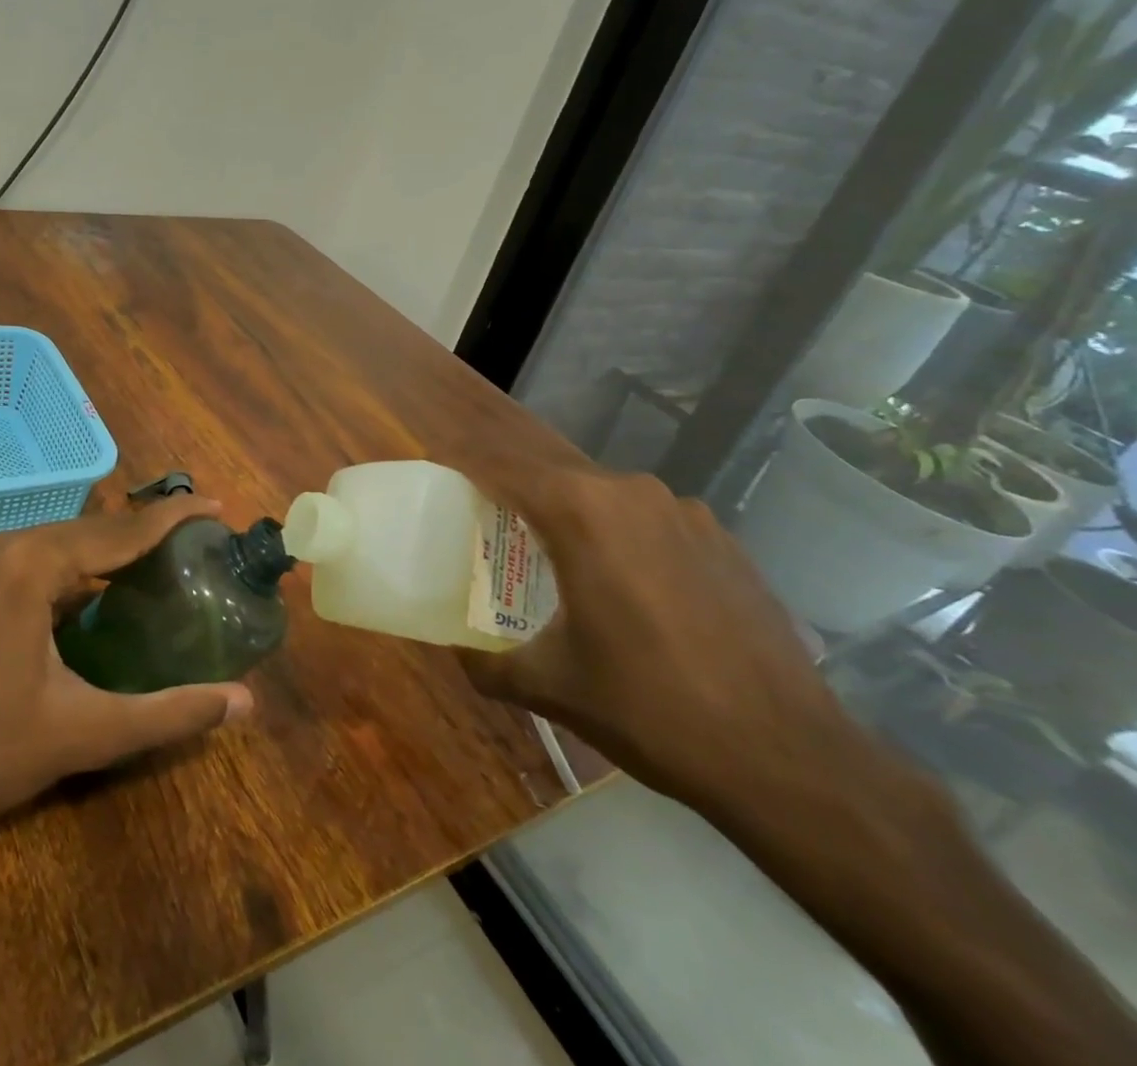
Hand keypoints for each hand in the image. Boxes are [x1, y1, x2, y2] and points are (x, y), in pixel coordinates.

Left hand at [0, 495, 253, 877]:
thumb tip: (244, 702)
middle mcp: (4, 544)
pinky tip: (106, 589)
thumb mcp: (85, 733)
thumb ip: (169, 713)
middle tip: (201, 541)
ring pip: (64, 542)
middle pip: (92, 529)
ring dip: (112, 550)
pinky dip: (78, 568)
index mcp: (31, 564)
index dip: (173, 517)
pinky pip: (38, 559)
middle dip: (146, 532)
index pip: (120, 531)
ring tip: (166, 558)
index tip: (217, 506)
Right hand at [456, 459, 852, 815]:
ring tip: (551, 559)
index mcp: (581, 511)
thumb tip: (457, 652)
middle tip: (485, 528)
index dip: (462, 465)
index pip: (501, 468)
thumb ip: (486, 663)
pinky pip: (648, 521)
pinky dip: (619, 536)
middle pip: (551, 477)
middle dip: (513, 495)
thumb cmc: (649, 708)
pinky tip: (624, 587)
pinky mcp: (723, 540)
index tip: (436, 472)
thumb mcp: (550, 686)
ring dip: (569, 516)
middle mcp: (631, 493)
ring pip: (602, 497)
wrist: (788, 758)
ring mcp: (685, 513)